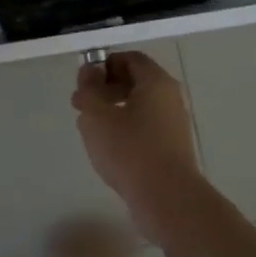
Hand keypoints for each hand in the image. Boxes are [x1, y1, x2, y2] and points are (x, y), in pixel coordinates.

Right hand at [71, 50, 200, 209]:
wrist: (166, 197)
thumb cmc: (129, 149)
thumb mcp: (97, 115)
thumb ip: (89, 89)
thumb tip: (89, 72)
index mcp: (156, 81)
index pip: (129, 58)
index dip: (104, 65)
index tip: (83, 83)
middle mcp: (170, 97)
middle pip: (136, 81)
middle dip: (106, 89)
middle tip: (81, 105)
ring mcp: (174, 123)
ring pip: (140, 106)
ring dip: (113, 111)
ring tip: (91, 130)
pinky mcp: (172, 147)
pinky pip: (146, 127)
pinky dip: (126, 129)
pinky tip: (110, 149)